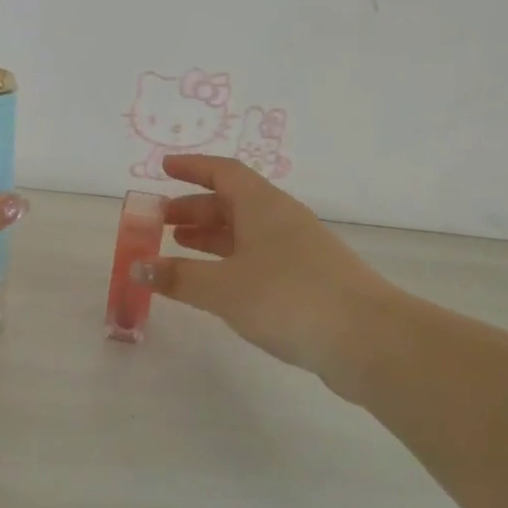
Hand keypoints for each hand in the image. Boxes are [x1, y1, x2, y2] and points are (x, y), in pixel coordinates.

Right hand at [136, 154, 394, 389]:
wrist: (368, 339)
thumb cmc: (288, 298)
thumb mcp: (223, 288)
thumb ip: (178, 277)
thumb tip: (139, 268)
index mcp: (263, 206)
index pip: (223, 172)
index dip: (191, 168)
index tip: (163, 168)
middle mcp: (282, 220)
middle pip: (232, 202)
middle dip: (193, 208)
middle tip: (160, 222)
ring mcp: (298, 250)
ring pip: (245, 232)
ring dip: (210, 237)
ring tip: (178, 248)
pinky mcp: (308, 280)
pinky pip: (258, 258)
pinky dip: (230, 262)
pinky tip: (216, 283)